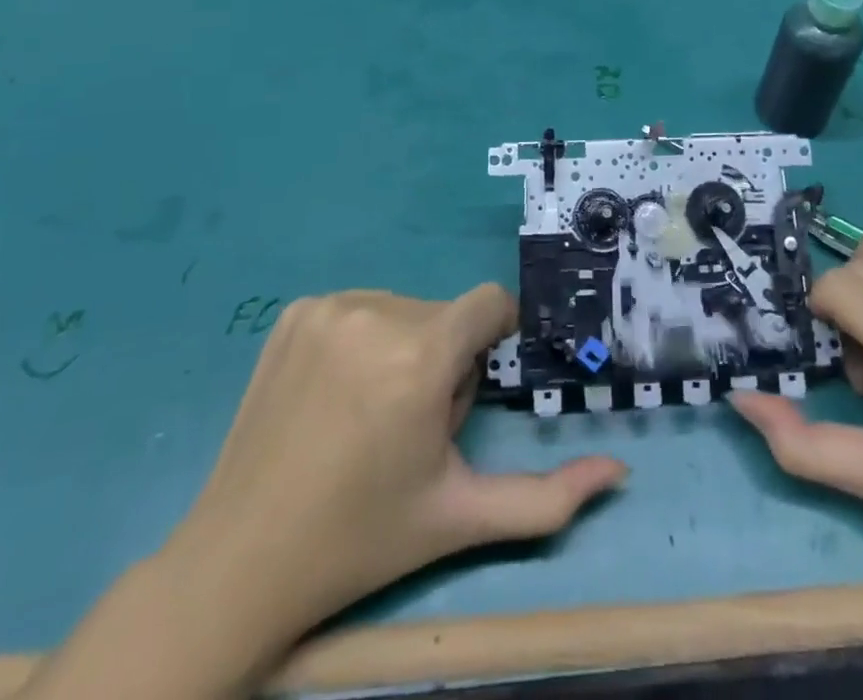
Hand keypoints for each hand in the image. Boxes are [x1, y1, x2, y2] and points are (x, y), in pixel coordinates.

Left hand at [167, 287, 625, 662]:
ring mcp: (328, 308)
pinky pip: (359, 307)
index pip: (490, 304)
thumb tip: (620, 473)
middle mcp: (376, 314)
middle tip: (411, 425)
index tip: (471, 385)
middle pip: (446, 315)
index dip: (494, 338)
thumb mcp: (461, 517)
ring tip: (370, 413)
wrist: (241, 559)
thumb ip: (548, 498)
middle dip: (446, 359)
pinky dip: (363, 339)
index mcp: (420, 358)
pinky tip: (335, 394)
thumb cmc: (362, 539)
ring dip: (406, 347)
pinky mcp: (294, 311)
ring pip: (404, 309)